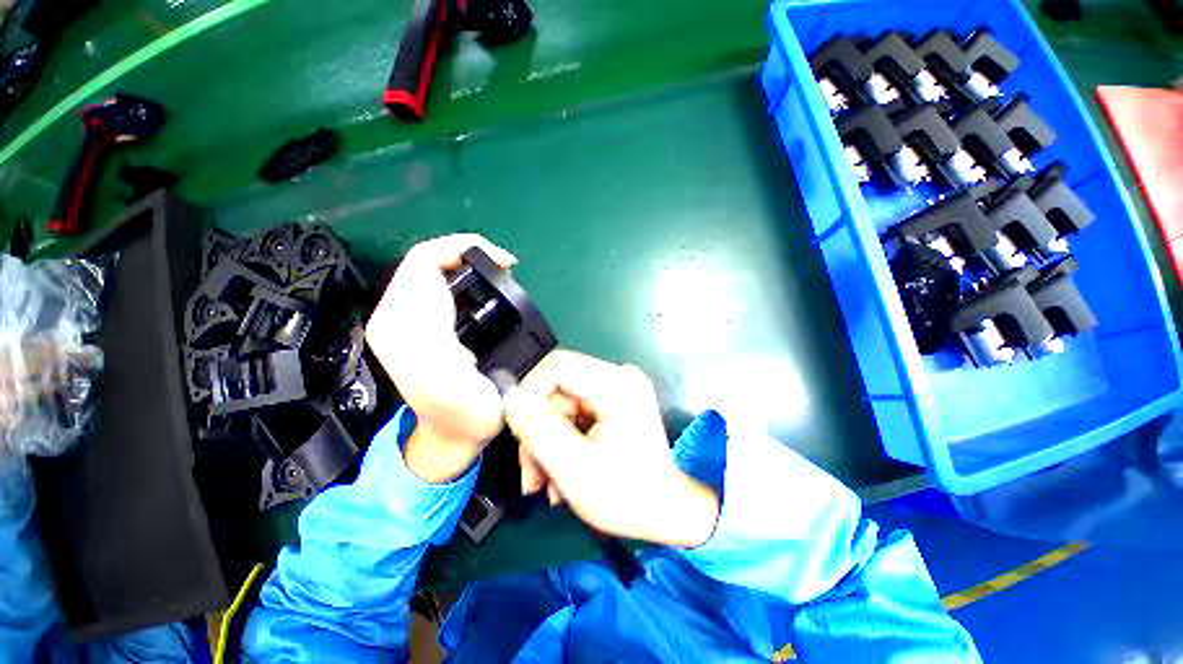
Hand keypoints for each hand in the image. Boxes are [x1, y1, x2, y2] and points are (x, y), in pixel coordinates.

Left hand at [366, 234, 516, 482]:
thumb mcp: (454, 385)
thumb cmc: (466, 415)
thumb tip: (440, 291)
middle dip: (469, 256)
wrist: (453, 434)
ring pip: (430, 270)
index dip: (467, 250)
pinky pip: (433, 284)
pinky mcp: (411, 324)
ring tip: (499, 278)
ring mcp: (399, 319)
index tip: (506, 264)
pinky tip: (482, 292)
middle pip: (426, 261)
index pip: (426, 260)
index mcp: (402, 325)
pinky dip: (461, 278)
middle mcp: (392, 316)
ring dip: (466, 266)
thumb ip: (437, 338)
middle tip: (506, 270)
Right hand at [504, 351, 719, 547]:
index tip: (519, 435)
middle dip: (538, 432)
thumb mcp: (574, 467)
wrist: (665, 513)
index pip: (558, 366)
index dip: (530, 395)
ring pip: (560, 405)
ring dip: (546, 443)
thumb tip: (509, 397)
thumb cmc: (627, 496)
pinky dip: (561, 442)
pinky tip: (560, 474)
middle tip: (532, 477)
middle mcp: (619, 378)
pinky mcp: (613, 403)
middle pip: (557, 389)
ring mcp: (617, 389)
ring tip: (545, 484)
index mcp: (618, 385)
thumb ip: (538, 429)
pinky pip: (573, 414)